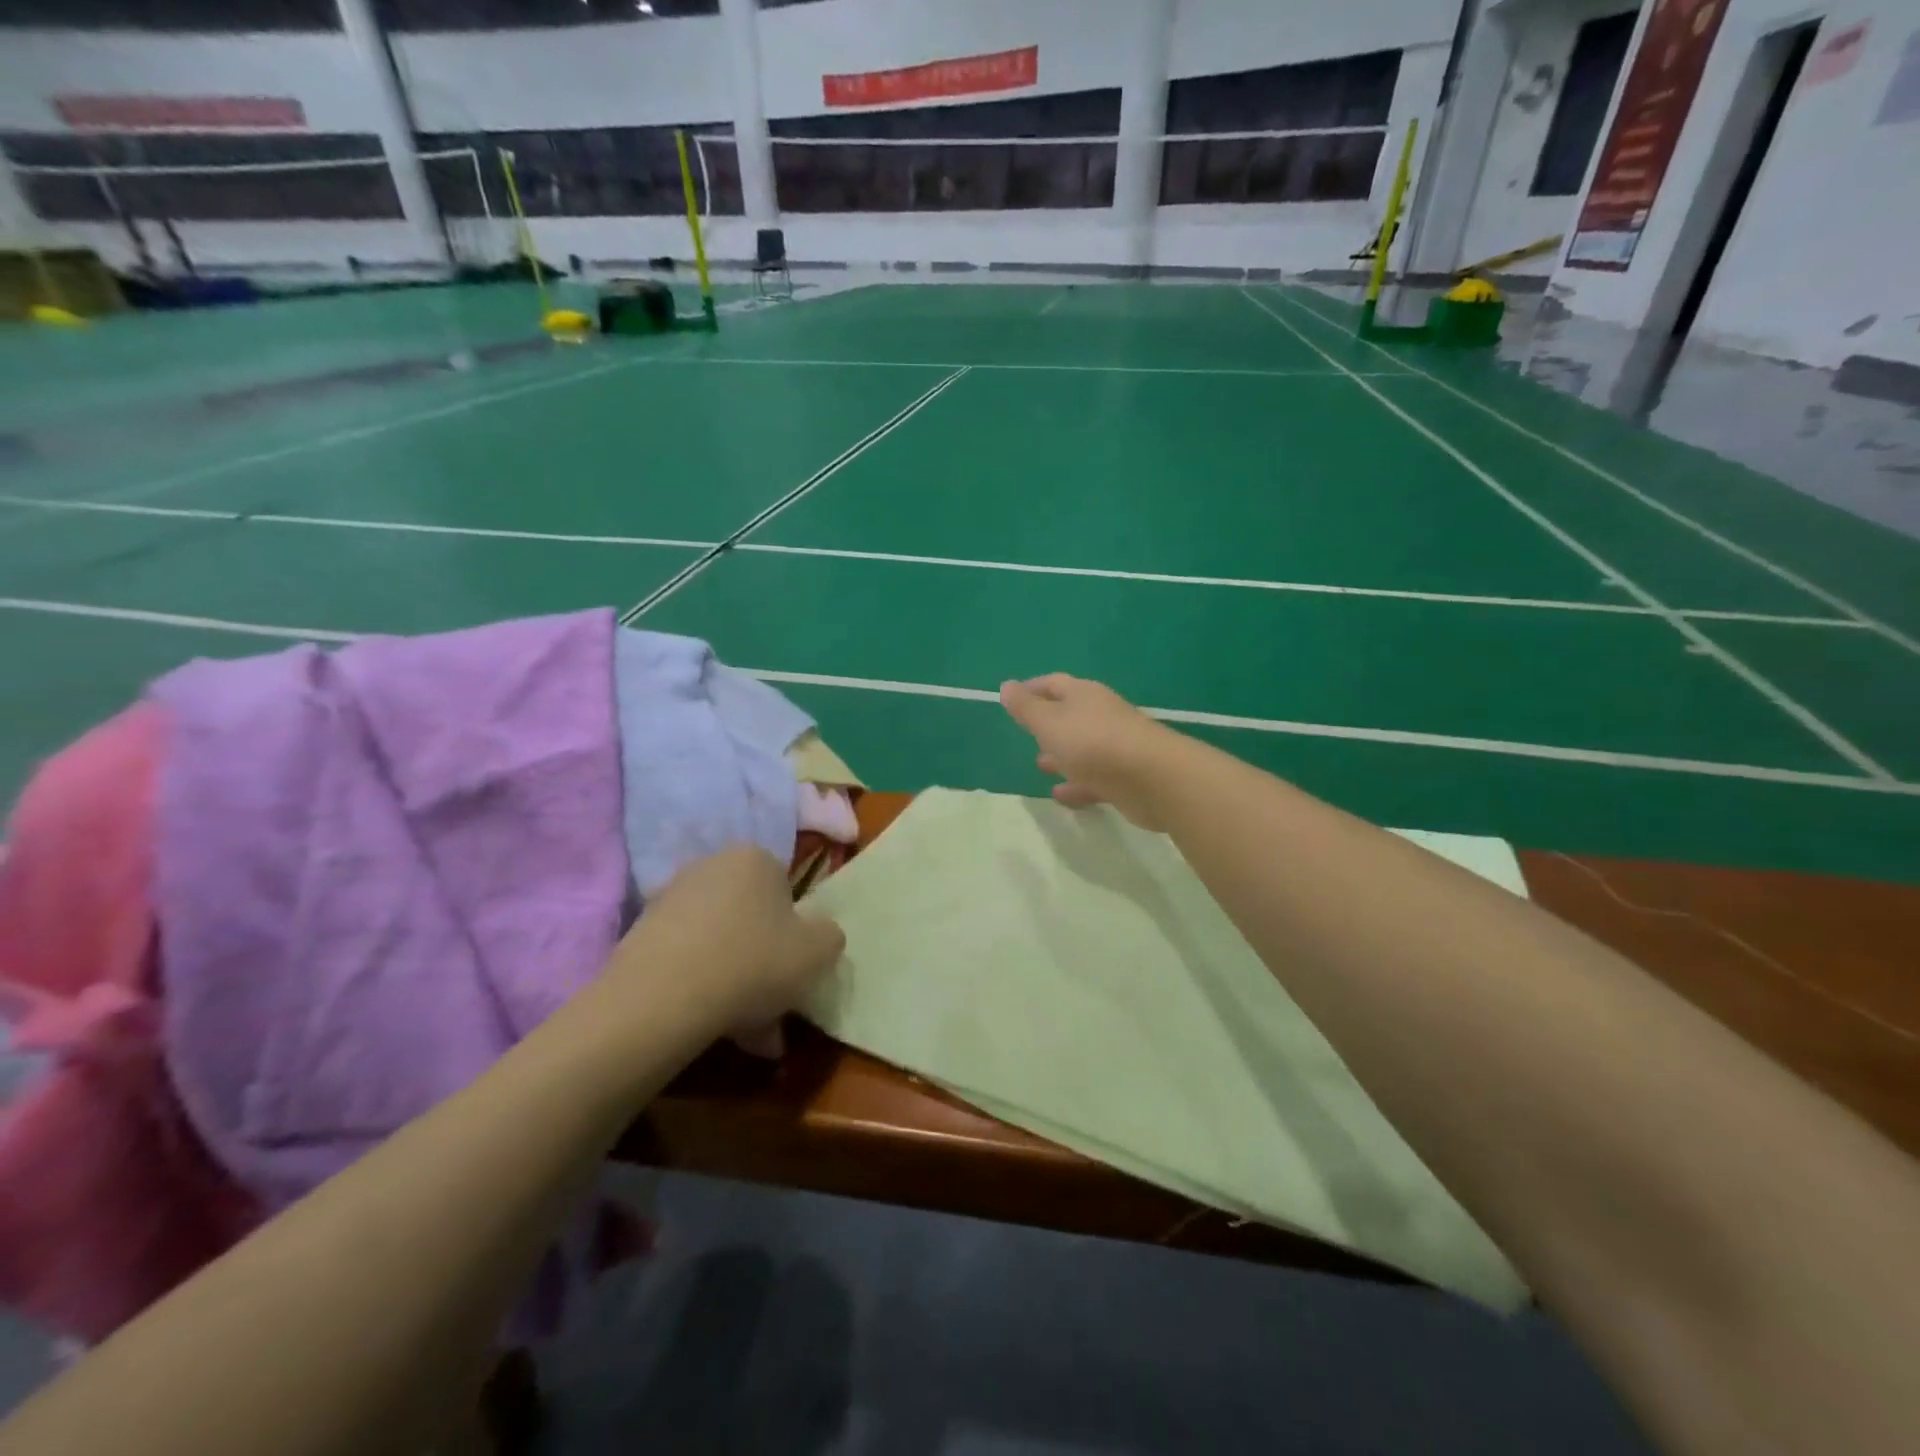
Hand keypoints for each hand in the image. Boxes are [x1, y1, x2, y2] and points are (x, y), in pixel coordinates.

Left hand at [618, 846, 844, 1055]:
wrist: (661, 998)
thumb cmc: (754, 962)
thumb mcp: (819, 951)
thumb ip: (830, 936)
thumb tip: (821, 936)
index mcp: (755, 858)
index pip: (787, 889)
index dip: (797, 932)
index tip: (797, 969)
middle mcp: (711, 866)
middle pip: (751, 919)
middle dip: (766, 963)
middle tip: (776, 1007)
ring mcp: (671, 900)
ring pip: (721, 944)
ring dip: (738, 983)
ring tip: (749, 1035)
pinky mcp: (641, 935)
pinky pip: (688, 961)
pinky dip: (704, 989)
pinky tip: (715, 1029)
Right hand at [999, 674, 1183, 830]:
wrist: (1153, 778)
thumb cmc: (1093, 743)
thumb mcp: (1049, 723)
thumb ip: (1026, 708)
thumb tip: (1006, 685)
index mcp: (1083, 695)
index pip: (1054, 683)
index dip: (1032, 689)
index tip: (1012, 698)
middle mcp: (1101, 715)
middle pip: (1070, 715)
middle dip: (1047, 724)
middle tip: (1026, 733)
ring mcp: (1116, 746)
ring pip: (1082, 747)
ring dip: (1061, 755)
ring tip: (1040, 765)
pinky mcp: (1124, 777)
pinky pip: (1094, 778)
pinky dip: (1076, 783)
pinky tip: (1060, 795)